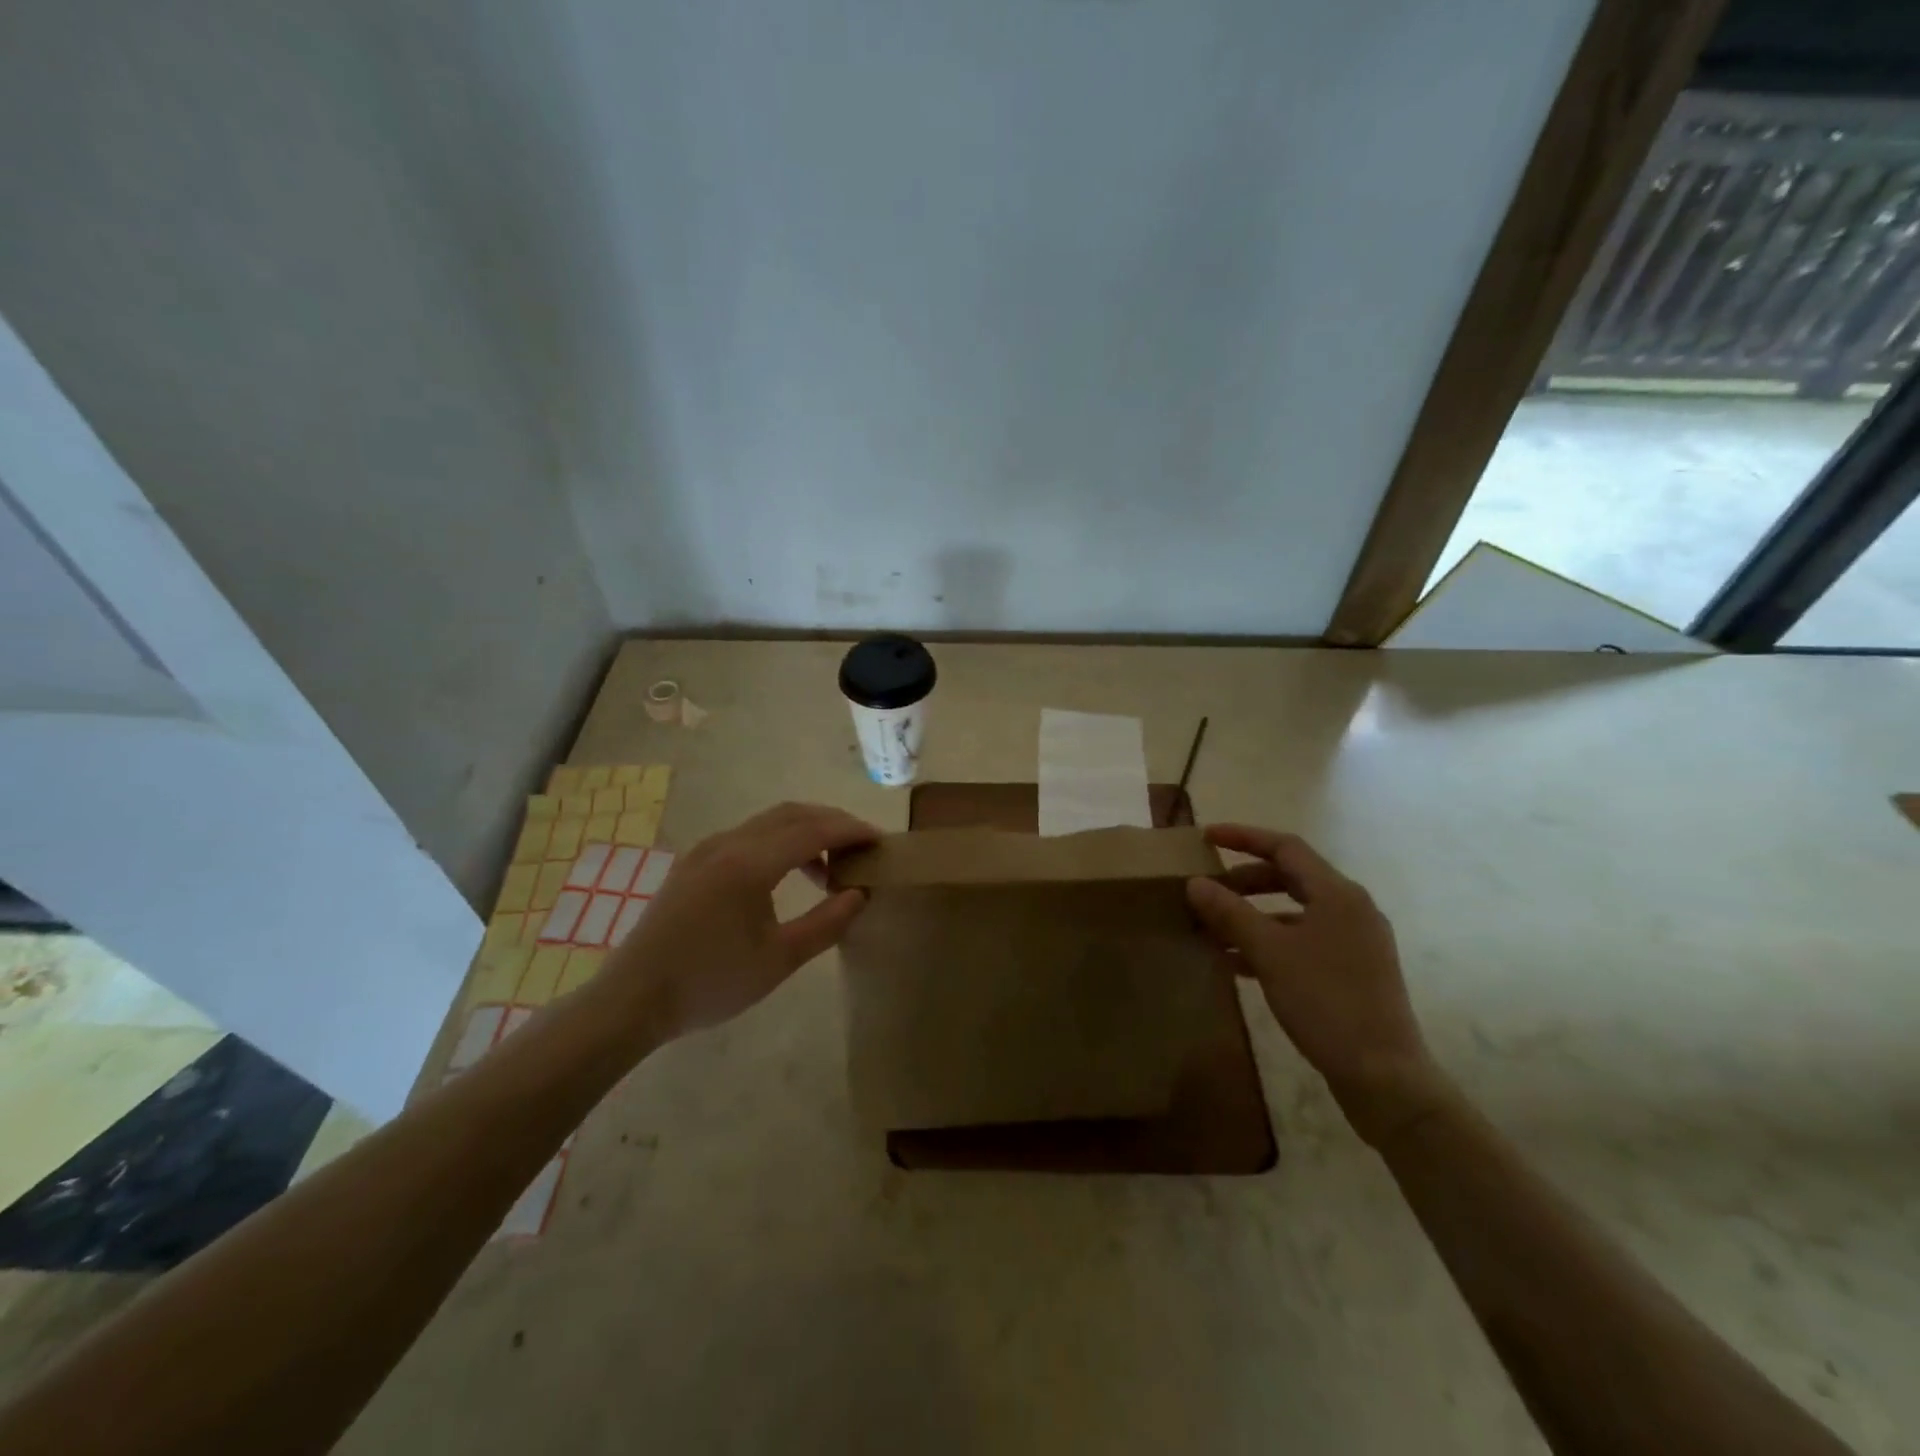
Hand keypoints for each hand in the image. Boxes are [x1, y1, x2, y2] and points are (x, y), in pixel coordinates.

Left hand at [601, 802, 879, 1046]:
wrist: (632, 1000)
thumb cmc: (710, 983)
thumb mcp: (779, 960)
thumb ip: (827, 923)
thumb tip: (860, 893)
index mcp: (750, 863)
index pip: (814, 830)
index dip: (852, 831)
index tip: (881, 841)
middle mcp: (728, 842)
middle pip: (793, 813)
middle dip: (832, 823)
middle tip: (862, 846)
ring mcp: (707, 848)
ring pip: (768, 821)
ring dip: (806, 831)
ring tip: (829, 868)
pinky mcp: (694, 861)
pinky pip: (748, 834)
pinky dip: (779, 840)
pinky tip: (787, 873)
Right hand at [1186, 825, 1449, 1143]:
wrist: (1384, 1076)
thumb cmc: (1326, 1002)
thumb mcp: (1269, 953)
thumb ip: (1230, 913)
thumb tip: (1195, 882)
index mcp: (1338, 894)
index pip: (1286, 847)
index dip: (1244, 837)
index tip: (1206, 837)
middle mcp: (1351, 909)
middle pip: (1291, 877)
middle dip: (1245, 881)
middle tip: (1207, 890)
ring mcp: (1355, 942)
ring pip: (1294, 912)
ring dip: (1253, 916)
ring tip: (1214, 930)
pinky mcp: (1353, 971)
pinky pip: (1303, 941)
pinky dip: (1270, 943)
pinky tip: (1237, 965)